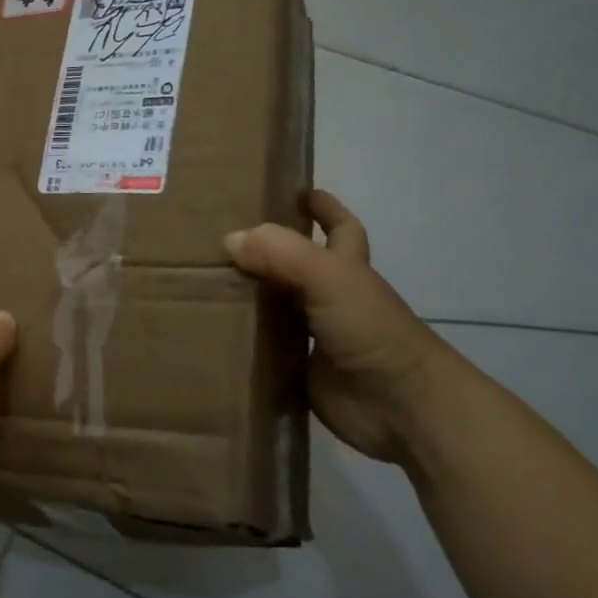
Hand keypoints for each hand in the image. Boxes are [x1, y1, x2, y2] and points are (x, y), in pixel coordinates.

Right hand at [225, 191, 448, 461]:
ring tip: (197, 278)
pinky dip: (238, 340)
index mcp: (346, 268)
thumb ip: (283, 254)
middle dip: (265, 249)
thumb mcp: (331, 278)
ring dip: (244, 294)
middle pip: (294, 264)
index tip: (292, 190)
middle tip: (218, 234)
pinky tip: (206, 328)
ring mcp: (313, 336)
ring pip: (273, 306)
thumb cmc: (372, 330)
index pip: (339, 227)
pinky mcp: (295, 370)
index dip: (322, 207)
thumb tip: (230, 240)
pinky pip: (260, 349)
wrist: (400, 407)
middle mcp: (328, 297)